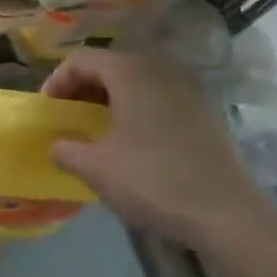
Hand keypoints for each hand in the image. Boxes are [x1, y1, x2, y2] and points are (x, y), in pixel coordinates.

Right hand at [41, 47, 276, 255]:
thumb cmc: (153, 181)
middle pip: (110, 66)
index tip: (49, 110)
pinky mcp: (206, 115)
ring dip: (110, 99)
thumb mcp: (95, 168)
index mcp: (130, 73)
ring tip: (97, 128)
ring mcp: (189, 91)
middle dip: (83, 88)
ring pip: (137, 82)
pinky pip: (159, 98)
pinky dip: (137, 110)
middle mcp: (160, 71)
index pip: (81, 60)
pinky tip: (132, 142)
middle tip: (68, 116)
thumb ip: (65, 150)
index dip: (57, 81)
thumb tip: (56, 145)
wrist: (228, 216)